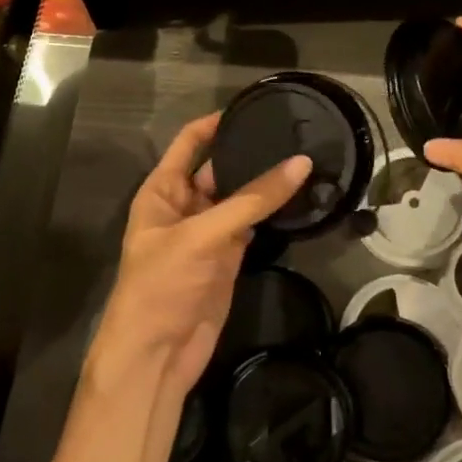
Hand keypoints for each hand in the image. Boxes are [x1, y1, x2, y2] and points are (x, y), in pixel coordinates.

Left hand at [86, 113, 310, 399]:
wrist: (156, 356)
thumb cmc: (162, 285)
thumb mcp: (203, 235)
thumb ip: (253, 200)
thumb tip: (302, 164)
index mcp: (163, 190)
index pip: (190, 142)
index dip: (216, 123)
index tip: (253, 106)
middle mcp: (185, 205)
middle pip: (220, 168)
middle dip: (250, 152)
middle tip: (293, 132)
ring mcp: (209, 232)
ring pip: (241, 197)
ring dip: (266, 183)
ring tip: (305, 156)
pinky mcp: (229, 257)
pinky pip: (253, 224)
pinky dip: (273, 213)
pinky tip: (300, 196)